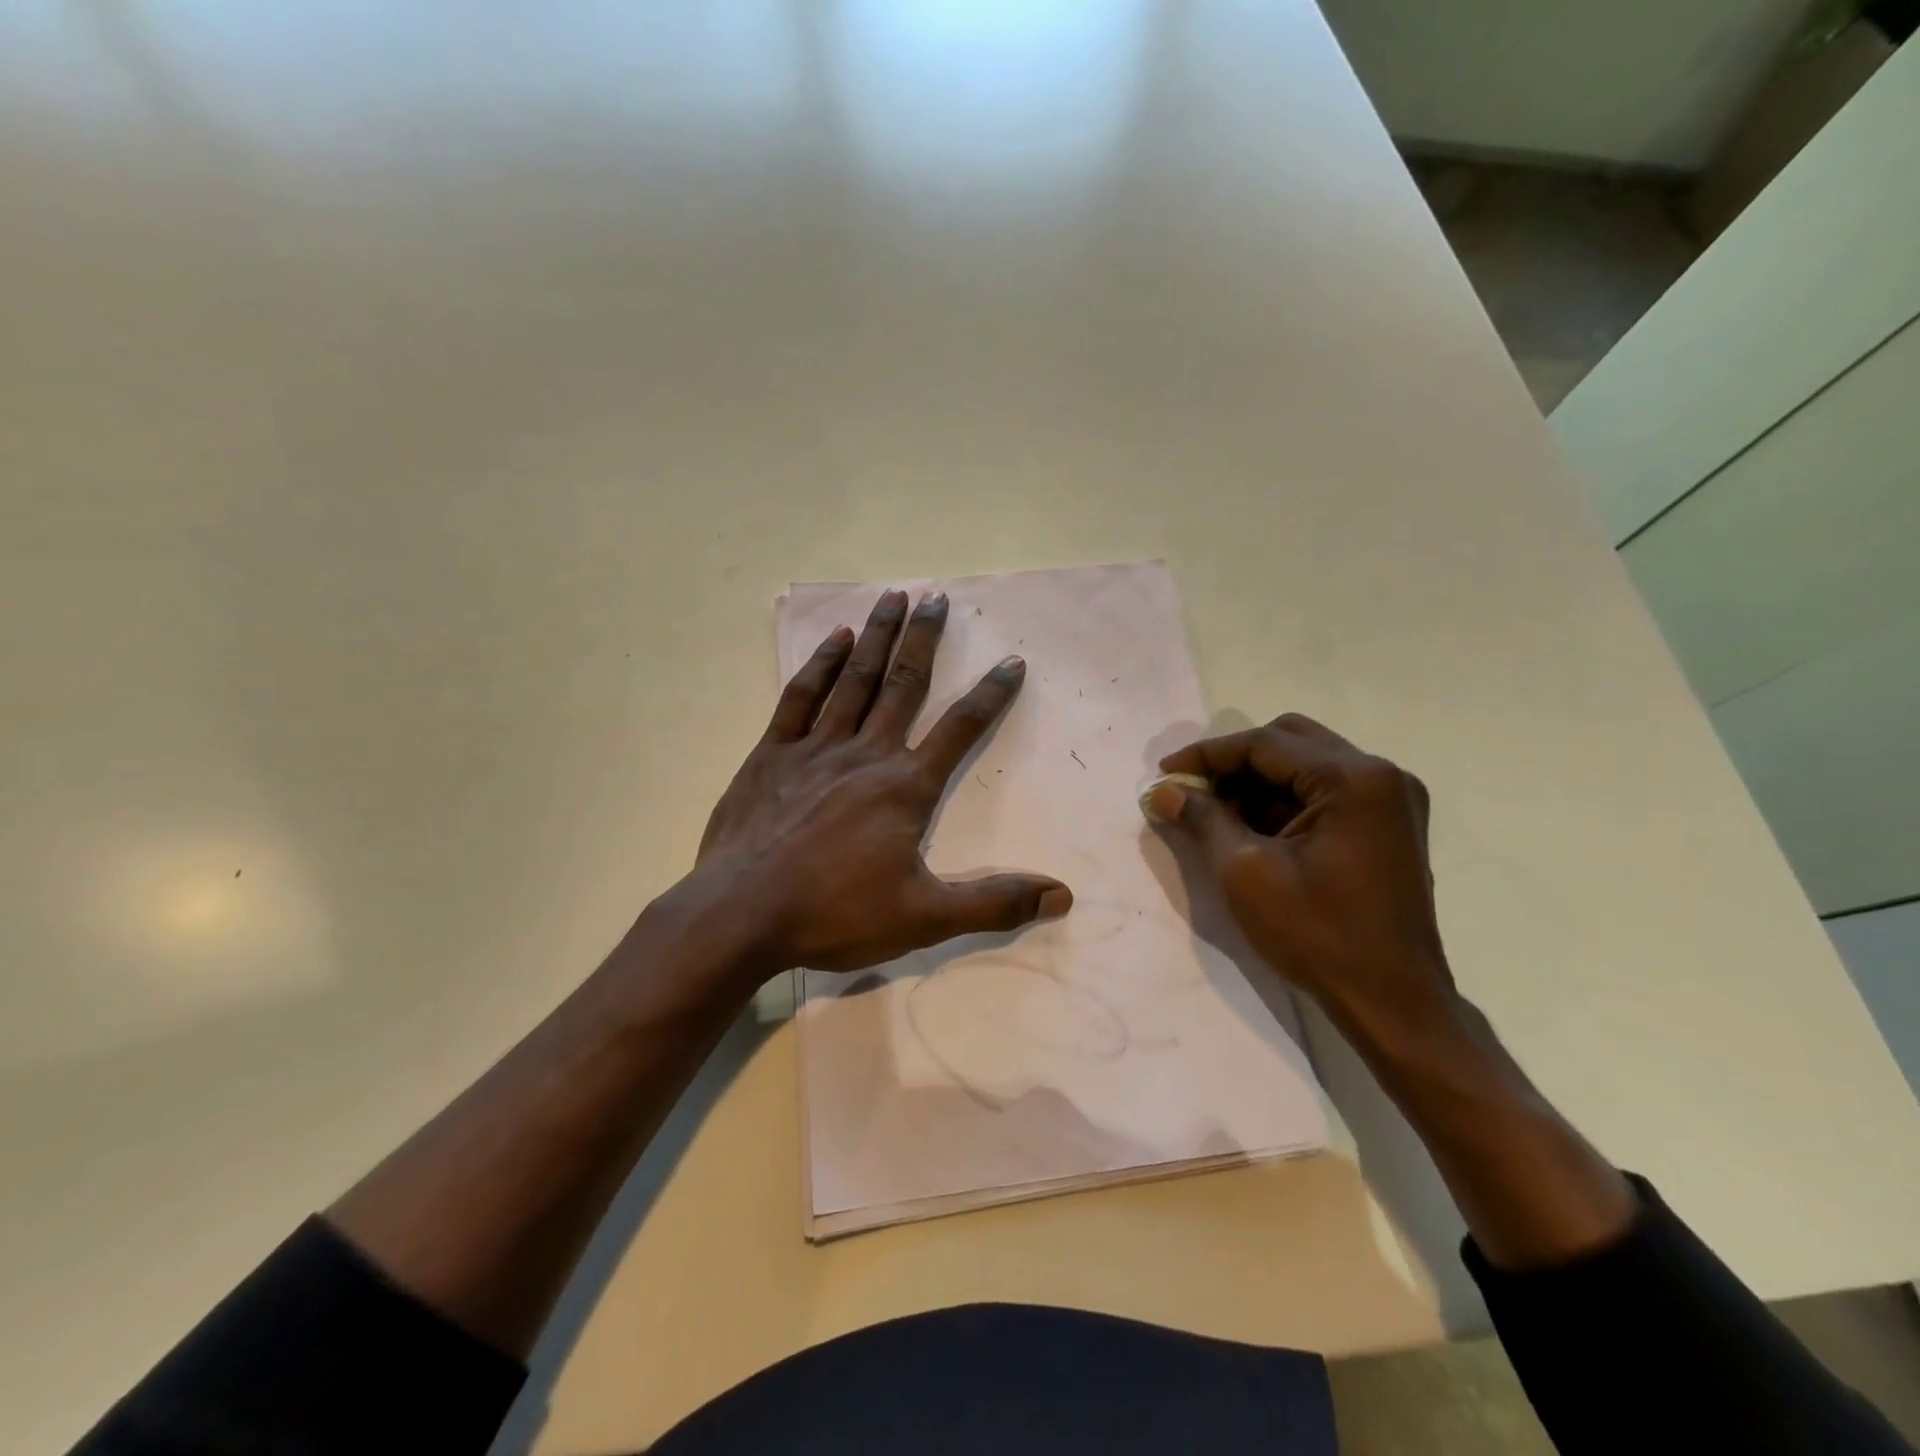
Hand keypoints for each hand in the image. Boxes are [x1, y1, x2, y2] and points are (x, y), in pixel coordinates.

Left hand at [695, 589, 1070, 975]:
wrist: (741, 914)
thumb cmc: (835, 914)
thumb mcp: (924, 918)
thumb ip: (993, 904)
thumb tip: (1061, 895)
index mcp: (906, 787)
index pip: (961, 729)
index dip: (991, 694)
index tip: (1012, 660)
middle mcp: (866, 753)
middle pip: (904, 684)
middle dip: (924, 639)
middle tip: (937, 598)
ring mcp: (816, 748)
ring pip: (855, 679)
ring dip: (877, 637)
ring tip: (894, 597)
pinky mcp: (773, 753)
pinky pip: (801, 697)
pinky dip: (820, 665)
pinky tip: (836, 640)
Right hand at [1147, 714, 1451, 1038]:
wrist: (1392, 1003)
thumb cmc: (1318, 935)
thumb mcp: (1245, 872)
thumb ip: (1203, 818)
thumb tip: (1163, 791)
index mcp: (1353, 779)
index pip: (1265, 743)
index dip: (1207, 754)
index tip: (1164, 775)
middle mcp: (1381, 775)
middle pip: (1290, 741)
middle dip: (1234, 764)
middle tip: (1193, 792)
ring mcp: (1391, 800)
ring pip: (1306, 765)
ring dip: (1258, 783)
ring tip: (1216, 817)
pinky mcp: (1389, 826)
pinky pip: (1325, 792)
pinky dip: (1285, 803)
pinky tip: (1254, 832)